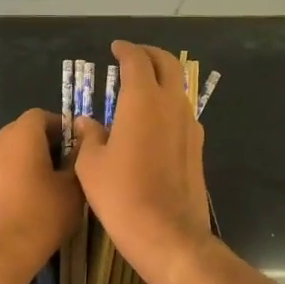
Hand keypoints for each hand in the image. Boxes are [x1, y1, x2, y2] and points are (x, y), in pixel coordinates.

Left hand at [0, 109, 83, 283]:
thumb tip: (82, 145)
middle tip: (70, 165)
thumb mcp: (73, 187)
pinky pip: (3, 169)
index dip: (62, 127)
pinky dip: (18, 175)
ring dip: (32, 159)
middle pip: (25, 131)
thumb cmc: (41, 214)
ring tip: (54, 184)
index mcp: (21, 134)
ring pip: (13, 151)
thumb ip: (79, 160)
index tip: (79, 146)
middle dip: (48, 142)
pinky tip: (34, 198)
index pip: (42, 115)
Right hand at [71, 42, 212, 283]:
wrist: (168, 234)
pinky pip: (183, 112)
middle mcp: (171, 105)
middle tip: (132, 57)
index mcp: (143, 101)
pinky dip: (168, 104)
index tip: (115, 48)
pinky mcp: (197, 147)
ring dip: (161, 79)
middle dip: (150, 54)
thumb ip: (90, 136)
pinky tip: (152, 121)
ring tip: (140, 88)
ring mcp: (190, 125)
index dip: (125, 50)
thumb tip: (87, 122)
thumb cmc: (122, 195)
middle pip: (168, 64)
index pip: (137, 61)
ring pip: (178, 88)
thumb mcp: (91, 165)